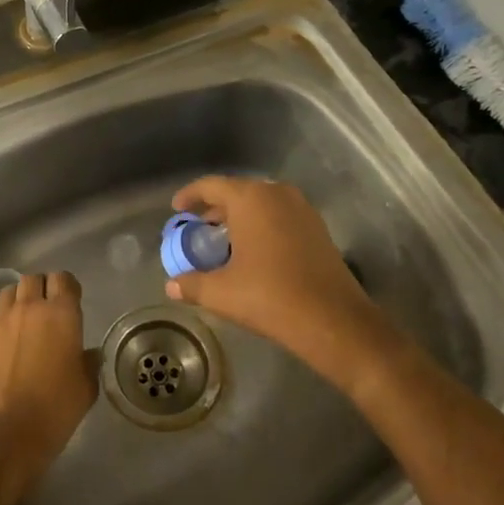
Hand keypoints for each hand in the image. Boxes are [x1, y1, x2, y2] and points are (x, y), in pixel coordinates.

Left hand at [0, 272, 95, 504]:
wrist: (3, 434)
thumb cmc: (54, 410)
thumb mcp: (85, 389)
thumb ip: (88, 364)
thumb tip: (87, 354)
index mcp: (61, 314)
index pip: (63, 279)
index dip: (68, 287)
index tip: (72, 301)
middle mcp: (29, 309)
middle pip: (33, 279)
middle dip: (42, 288)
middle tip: (49, 309)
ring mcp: (1, 323)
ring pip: (9, 293)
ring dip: (20, 300)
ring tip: (26, 322)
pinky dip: (4, 324)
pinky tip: (9, 347)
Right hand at [165, 176, 398, 398]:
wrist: (331, 319)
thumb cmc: (269, 296)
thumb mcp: (221, 292)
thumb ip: (192, 284)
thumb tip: (172, 285)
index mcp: (250, 199)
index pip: (211, 185)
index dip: (190, 195)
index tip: (177, 209)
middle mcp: (277, 194)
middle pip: (237, 192)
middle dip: (214, 209)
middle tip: (197, 229)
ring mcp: (302, 209)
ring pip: (261, 204)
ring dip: (239, 218)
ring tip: (222, 242)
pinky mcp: (317, 228)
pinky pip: (279, 216)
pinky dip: (261, 226)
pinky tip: (252, 253)